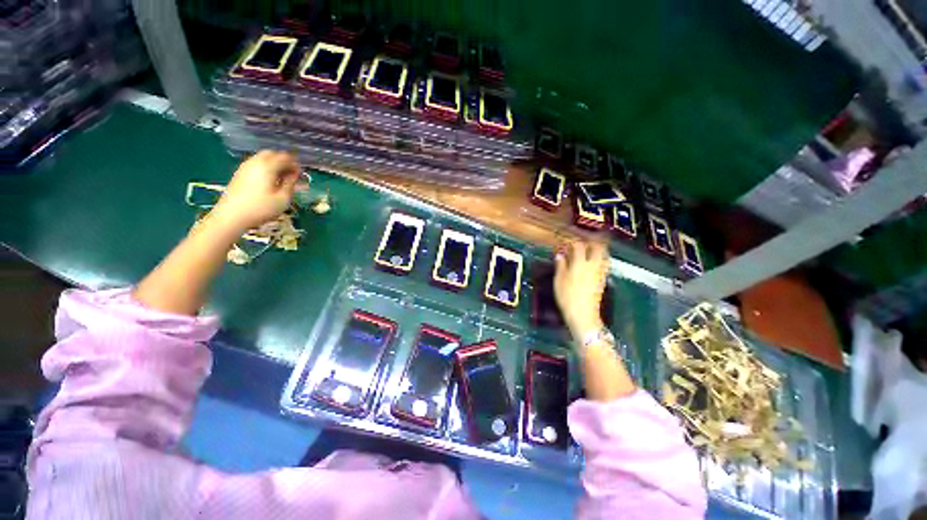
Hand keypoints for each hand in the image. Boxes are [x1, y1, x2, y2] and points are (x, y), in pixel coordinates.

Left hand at [210, 150, 300, 233]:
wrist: (231, 216)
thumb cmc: (261, 208)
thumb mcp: (283, 199)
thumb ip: (291, 184)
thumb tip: (295, 175)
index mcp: (268, 166)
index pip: (285, 157)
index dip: (295, 165)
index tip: (301, 175)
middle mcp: (256, 162)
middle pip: (272, 154)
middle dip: (284, 161)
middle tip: (291, 174)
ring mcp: (245, 167)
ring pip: (263, 158)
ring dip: (274, 164)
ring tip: (281, 178)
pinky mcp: (240, 173)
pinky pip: (256, 164)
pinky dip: (265, 168)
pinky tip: (269, 181)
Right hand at [554, 240, 608, 338]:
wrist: (583, 314)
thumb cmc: (567, 297)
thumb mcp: (559, 281)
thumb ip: (560, 266)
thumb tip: (560, 255)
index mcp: (579, 264)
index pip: (579, 246)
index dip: (573, 242)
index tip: (567, 243)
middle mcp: (592, 265)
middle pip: (598, 247)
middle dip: (592, 243)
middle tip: (584, 243)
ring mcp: (600, 273)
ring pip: (604, 256)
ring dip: (599, 250)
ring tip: (590, 251)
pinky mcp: (603, 280)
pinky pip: (605, 265)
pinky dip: (600, 260)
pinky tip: (593, 264)